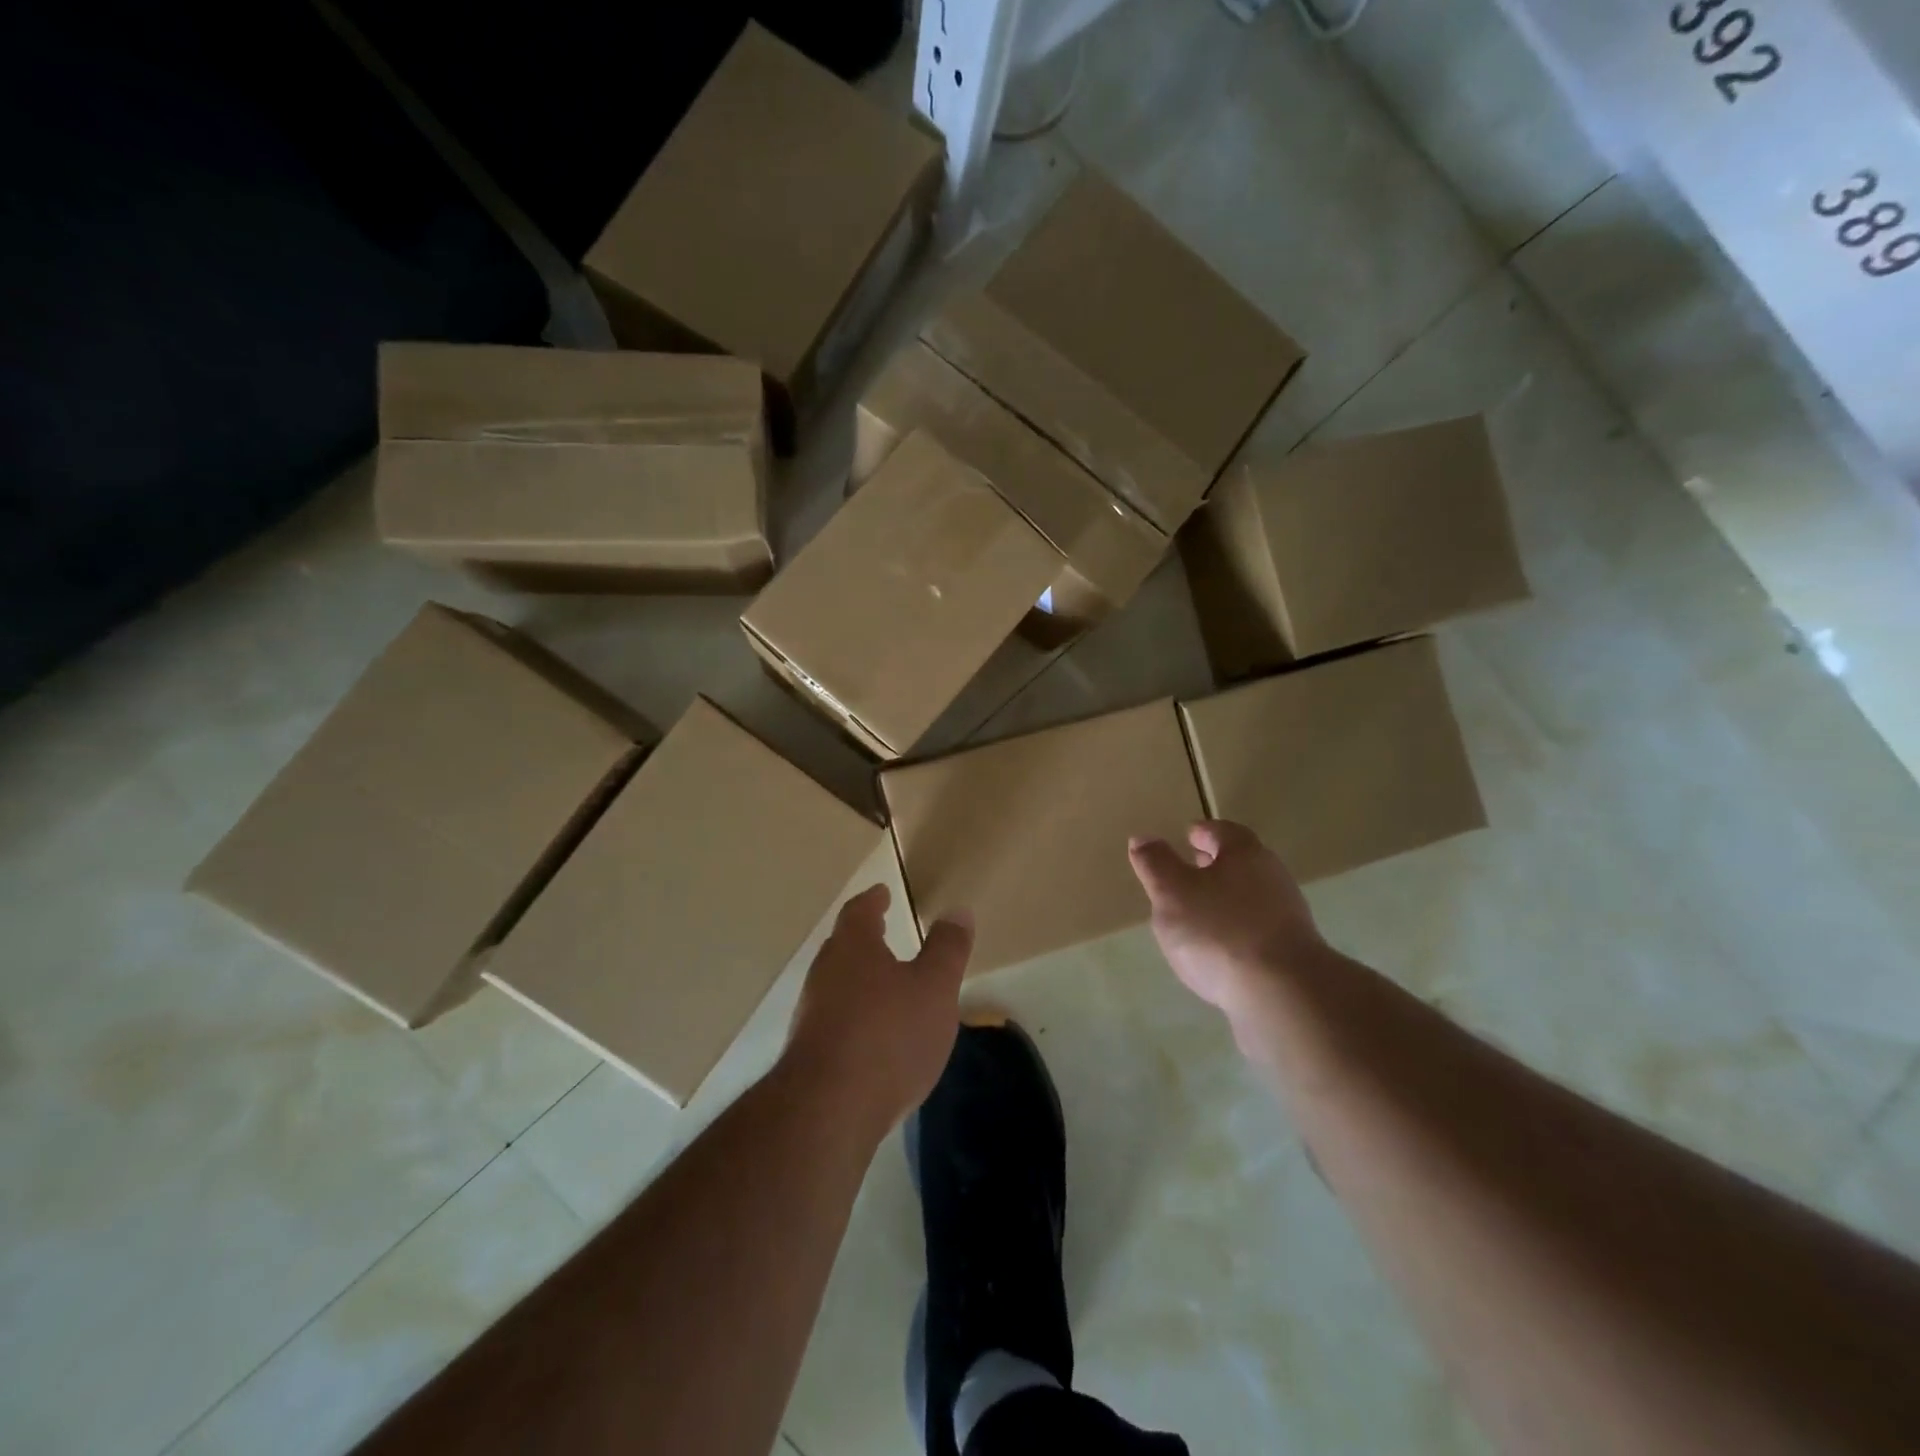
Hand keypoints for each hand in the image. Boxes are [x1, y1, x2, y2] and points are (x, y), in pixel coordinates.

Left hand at [783, 884, 973, 1137]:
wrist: (829, 1110)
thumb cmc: (889, 1035)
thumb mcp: (934, 988)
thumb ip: (947, 949)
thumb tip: (957, 910)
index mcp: (853, 947)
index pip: (859, 912)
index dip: (873, 900)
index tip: (881, 893)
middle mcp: (825, 973)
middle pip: (843, 945)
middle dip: (863, 938)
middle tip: (882, 930)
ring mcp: (811, 1014)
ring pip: (836, 982)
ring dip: (858, 977)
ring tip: (883, 983)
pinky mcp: (808, 1053)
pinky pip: (833, 1018)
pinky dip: (853, 1013)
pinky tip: (872, 1035)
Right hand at [1128, 820, 1323, 1014]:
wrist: (1281, 994)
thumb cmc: (1218, 931)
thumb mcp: (1171, 892)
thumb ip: (1156, 864)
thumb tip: (1143, 838)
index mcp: (1245, 854)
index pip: (1223, 831)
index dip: (1203, 832)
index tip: (1187, 836)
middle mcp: (1272, 877)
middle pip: (1241, 863)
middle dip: (1215, 865)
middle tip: (1190, 870)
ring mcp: (1287, 917)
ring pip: (1250, 897)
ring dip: (1225, 899)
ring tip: (1197, 914)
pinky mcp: (1292, 954)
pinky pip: (1257, 930)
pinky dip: (1236, 930)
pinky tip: (1218, 949)